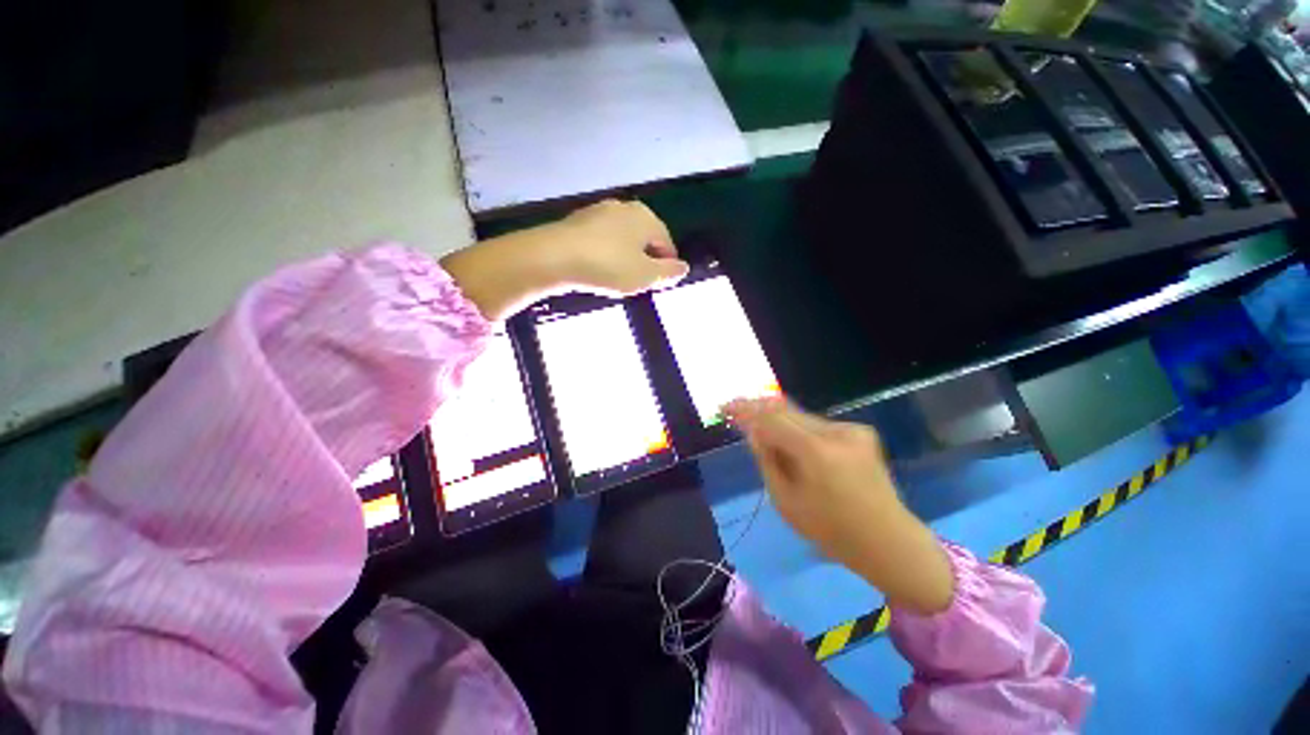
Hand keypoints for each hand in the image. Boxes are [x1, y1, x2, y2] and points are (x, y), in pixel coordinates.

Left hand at [441, 200, 687, 320]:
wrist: (554, 256)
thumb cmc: (608, 266)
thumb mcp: (645, 276)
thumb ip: (668, 273)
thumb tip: (684, 268)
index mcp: (646, 218)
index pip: (667, 244)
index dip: (665, 267)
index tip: (656, 285)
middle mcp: (626, 208)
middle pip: (644, 239)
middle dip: (644, 261)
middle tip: (636, 283)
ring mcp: (600, 211)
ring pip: (623, 238)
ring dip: (625, 257)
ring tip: (616, 278)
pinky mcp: (579, 220)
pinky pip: (602, 239)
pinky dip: (605, 253)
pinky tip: (597, 268)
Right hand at [725, 398, 954, 615]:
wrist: (888, 540)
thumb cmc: (831, 530)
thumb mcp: (785, 500)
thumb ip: (767, 460)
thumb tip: (752, 431)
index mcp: (817, 452)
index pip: (772, 419)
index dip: (747, 411)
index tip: (727, 407)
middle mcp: (836, 432)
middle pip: (786, 410)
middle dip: (759, 410)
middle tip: (736, 410)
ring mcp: (852, 429)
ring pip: (802, 416)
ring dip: (779, 420)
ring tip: (763, 433)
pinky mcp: (860, 431)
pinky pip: (817, 424)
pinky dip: (799, 429)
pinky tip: (794, 445)